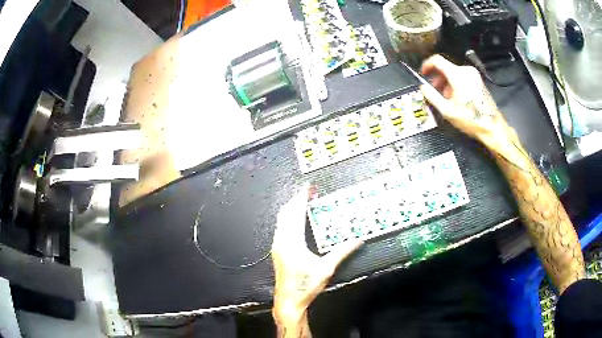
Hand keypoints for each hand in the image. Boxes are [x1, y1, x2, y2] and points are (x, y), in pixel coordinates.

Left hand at [271, 185, 362, 322]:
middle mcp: (282, 240)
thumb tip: (357, 241)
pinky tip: (295, 221)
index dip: (301, 198)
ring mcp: (278, 245)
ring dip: (291, 209)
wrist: (289, 300)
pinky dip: (288, 219)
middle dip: (296, 200)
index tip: (307, 188)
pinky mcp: (278, 250)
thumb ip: (342, 252)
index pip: (296, 213)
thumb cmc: (305, 285)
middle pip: (286, 213)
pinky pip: (281, 227)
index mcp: (293, 242)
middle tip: (307, 193)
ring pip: (281, 220)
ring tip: (302, 203)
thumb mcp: (326, 268)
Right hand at [419, 55, 513, 147]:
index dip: (427, 65)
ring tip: (445, 98)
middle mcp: (466, 70)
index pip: (437, 60)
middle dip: (437, 78)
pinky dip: (455, 84)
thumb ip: (432, 96)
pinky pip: (462, 77)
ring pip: (454, 73)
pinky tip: (456, 98)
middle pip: (446, 67)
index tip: (423, 73)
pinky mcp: (479, 81)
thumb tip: (423, 87)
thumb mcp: (447, 110)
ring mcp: (474, 75)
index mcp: (457, 74)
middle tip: (433, 90)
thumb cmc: (470, 119)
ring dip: (446, 82)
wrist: (492, 127)